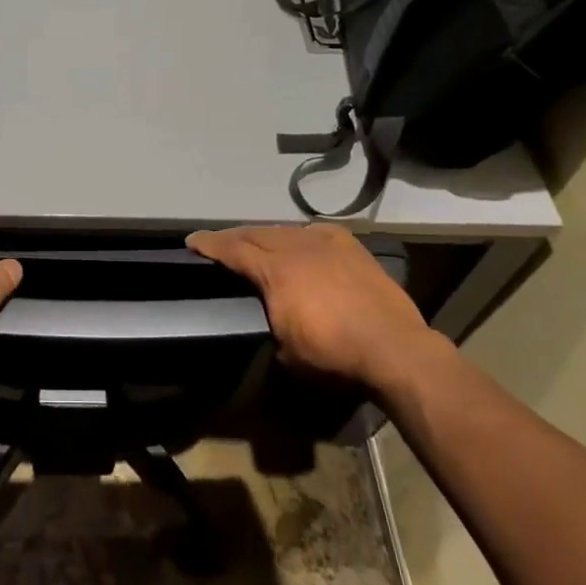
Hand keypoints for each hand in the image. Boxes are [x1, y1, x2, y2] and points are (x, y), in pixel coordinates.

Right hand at [185, 224, 446, 392]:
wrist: (394, 347)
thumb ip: (270, 324)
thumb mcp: (286, 350)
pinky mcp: (351, 247)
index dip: (209, 244)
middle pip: (255, 233)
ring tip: (255, 240)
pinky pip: (316, 232)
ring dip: (265, 234)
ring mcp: (326, 244)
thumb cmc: (334, 355)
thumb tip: (268, 320)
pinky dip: (299, 235)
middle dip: (233, 236)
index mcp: (274, 271)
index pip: (233, 250)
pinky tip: (299, 240)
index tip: (191, 241)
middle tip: (217, 241)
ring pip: (285, 230)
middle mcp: (296, 248)